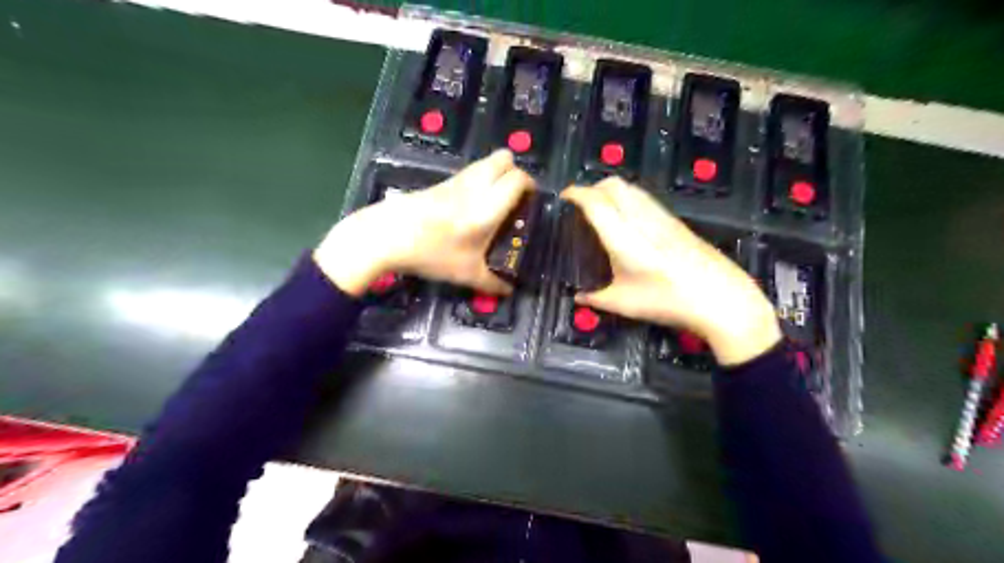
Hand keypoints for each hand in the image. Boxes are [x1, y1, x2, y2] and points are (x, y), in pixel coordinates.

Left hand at [314, 150, 531, 299]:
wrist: (386, 236)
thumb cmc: (432, 253)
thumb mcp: (465, 274)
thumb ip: (492, 282)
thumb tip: (510, 290)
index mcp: (488, 206)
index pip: (518, 179)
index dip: (530, 185)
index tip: (532, 202)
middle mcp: (476, 186)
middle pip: (504, 158)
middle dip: (515, 172)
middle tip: (515, 197)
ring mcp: (456, 181)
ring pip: (486, 161)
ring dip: (497, 173)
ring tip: (496, 200)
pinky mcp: (441, 182)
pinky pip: (470, 171)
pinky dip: (479, 178)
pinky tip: (472, 204)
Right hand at [562, 178, 778, 367]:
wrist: (720, 299)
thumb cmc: (667, 302)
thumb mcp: (625, 305)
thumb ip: (595, 299)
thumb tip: (577, 298)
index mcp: (623, 238)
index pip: (595, 202)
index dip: (576, 194)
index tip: (563, 197)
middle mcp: (641, 219)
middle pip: (613, 185)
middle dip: (593, 187)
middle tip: (581, 205)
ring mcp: (661, 217)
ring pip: (631, 188)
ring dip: (612, 190)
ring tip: (602, 209)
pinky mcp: (676, 221)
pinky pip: (645, 198)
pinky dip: (628, 198)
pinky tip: (628, 220)